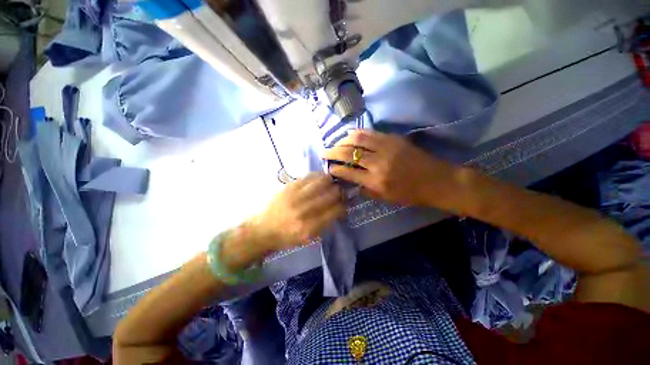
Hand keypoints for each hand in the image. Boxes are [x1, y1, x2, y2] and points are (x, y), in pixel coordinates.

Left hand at [251, 173, 345, 251]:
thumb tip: (338, 210)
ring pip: (320, 183)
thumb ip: (324, 225)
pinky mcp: (288, 188)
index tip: (345, 203)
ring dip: (330, 181)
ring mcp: (295, 197)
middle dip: (339, 192)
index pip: (334, 211)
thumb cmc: (286, 237)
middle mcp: (303, 211)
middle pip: (330, 195)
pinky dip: (317, 176)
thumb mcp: (307, 239)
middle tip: (341, 191)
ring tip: (332, 182)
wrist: (262, 229)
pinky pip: (308, 177)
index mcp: (309, 228)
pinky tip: (321, 177)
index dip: (343, 205)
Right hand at [322, 130, 459, 206]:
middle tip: (324, 152)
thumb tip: (352, 183)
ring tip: (335, 142)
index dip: (335, 169)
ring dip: (343, 140)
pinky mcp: (393, 138)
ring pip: (358, 139)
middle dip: (333, 152)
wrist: (438, 181)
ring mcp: (386, 148)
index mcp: (376, 181)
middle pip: (349, 153)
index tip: (328, 168)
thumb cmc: (411, 194)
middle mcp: (378, 163)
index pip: (349, 173)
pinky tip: (350, 135)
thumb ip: (366, 190)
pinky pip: (371, 133)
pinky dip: (357, 133)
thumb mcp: (386, 199)